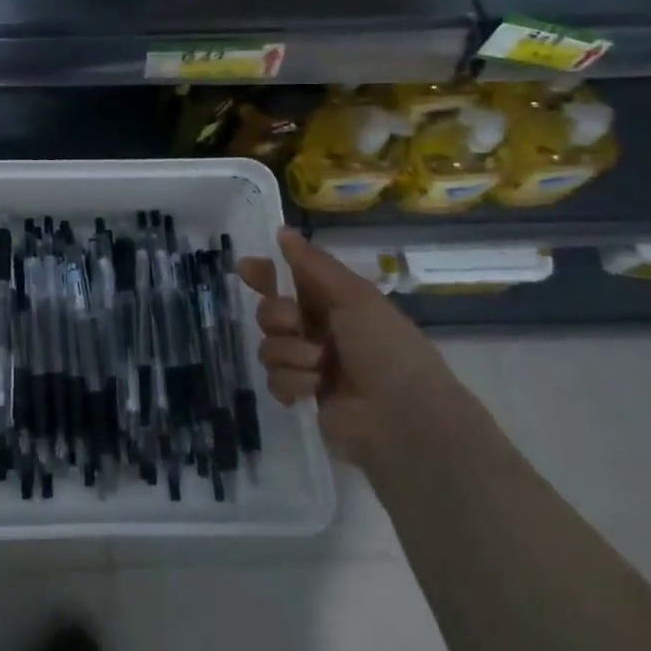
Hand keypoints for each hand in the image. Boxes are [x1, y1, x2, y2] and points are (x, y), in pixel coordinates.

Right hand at [237, 227, 457, 472]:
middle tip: (295, 324)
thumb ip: (313, 264)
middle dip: (277, 316)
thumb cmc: (386, 348)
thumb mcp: (354, 297)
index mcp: (336, 302)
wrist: (404, 419)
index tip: (247, 269)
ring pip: (269, 346)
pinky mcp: (303, 396)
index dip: (266, 274)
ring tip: (319, 366)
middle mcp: (320, 330)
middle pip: (270, 312)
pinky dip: (293, 382)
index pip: (290, 280)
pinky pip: (274, 380)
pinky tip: (314, 389)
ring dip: (291, 353)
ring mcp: (310, 364)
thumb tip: (283, 231)